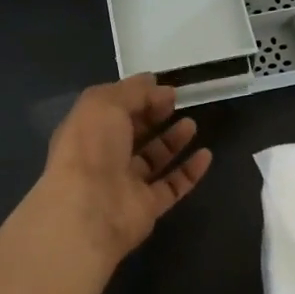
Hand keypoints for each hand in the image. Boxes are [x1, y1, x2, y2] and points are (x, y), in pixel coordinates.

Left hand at [40, 75, 213, 265]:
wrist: (90, 209)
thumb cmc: (92, 147)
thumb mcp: (106, 103)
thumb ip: (133, 91)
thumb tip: (156, 84)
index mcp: (88, 130)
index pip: (114, 109)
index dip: (138, 97)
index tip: (164, 89)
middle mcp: (104, 157)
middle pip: (133, 133)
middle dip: (154, 116)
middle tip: (177, 104)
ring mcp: (126, 184)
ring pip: (153, 159)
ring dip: (172, 141)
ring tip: (192, 124)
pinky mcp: (147, 207)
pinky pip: (172, 186)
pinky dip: (189, 172)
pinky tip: (206, 155)